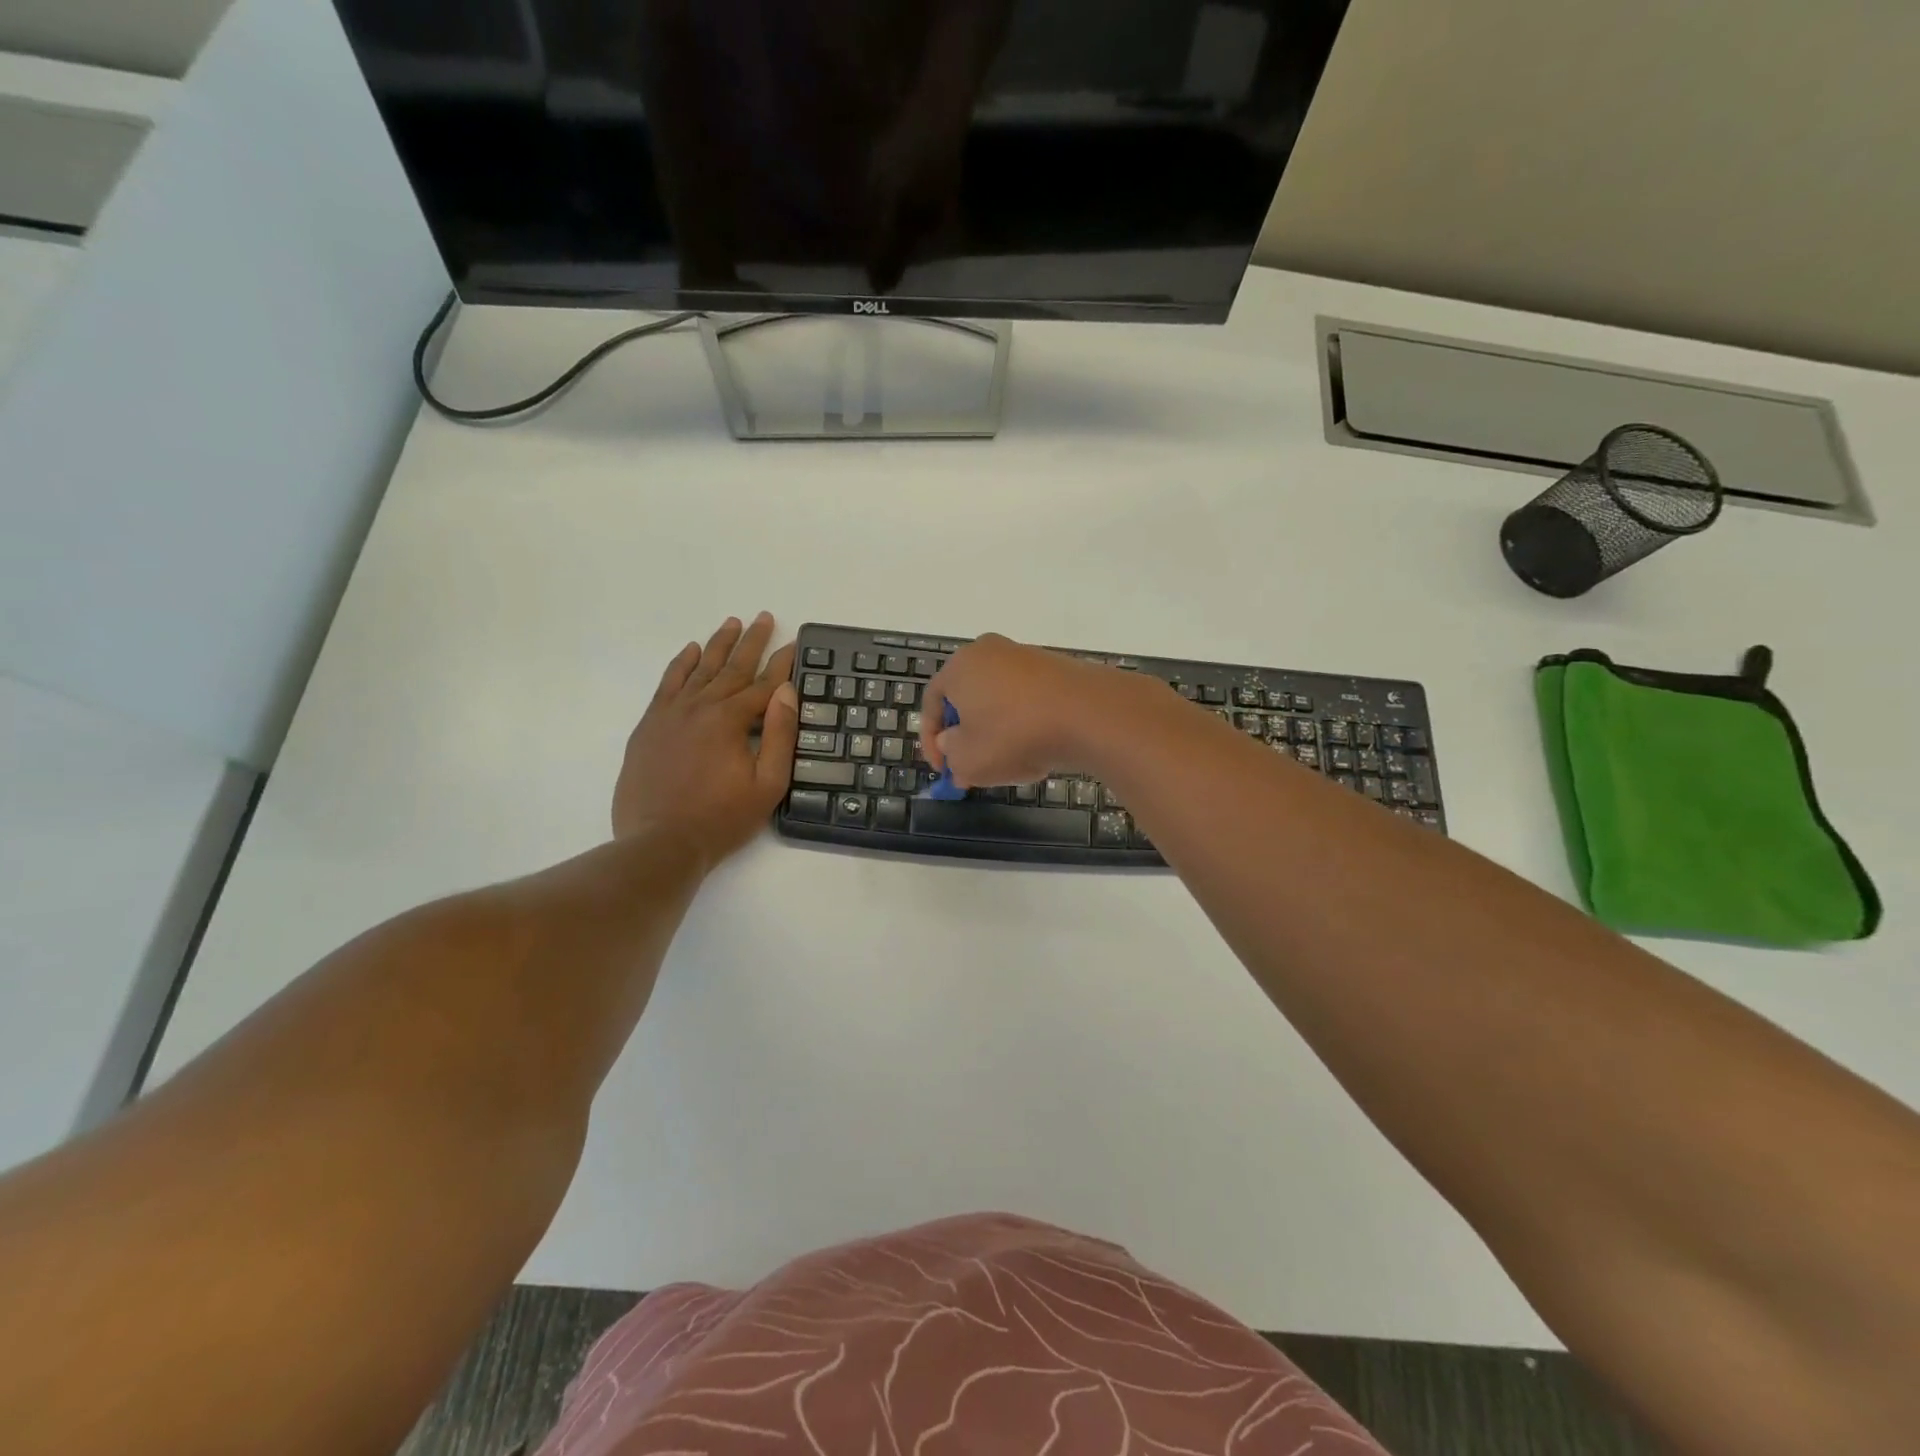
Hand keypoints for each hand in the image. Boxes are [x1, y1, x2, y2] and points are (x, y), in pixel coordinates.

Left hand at [613, 614, 798, 869]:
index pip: (764, 684)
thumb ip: (780, 735)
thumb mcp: (767, 784)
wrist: (660, 843)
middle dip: (752, 641)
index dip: (783, 663)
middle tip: (764, 617)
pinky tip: (690, 650)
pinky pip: (667, 684)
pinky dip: (681, 664)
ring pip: (699, 669)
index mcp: (730, 720)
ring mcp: (671, 714)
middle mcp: (700, 707)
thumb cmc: (722, 818)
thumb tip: (786, 692)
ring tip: (732, 622)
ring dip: (718, 645)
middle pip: (732, 667)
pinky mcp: (650, 725)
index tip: (795, 643)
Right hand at [921, 634, 1132, 787]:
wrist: (1089, 714)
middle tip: (971, 766)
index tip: (943, 770)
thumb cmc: (1015, 735)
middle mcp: (990, 652)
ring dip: (997, 732)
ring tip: (1009, 764)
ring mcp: (1026, 656)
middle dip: (967, 736)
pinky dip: (1025, 724)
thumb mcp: (969, 761)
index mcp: (960, 666)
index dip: (931, 740)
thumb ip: (951, 755)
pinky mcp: (1057, 668)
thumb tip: (952, 743)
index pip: (931, 702)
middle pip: (967, 698)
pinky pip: (1029, 699)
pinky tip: (1038, 750)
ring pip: (999, 700)